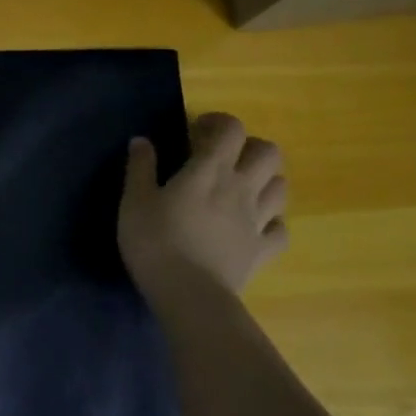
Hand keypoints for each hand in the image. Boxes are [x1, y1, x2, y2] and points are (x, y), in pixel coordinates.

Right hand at [118, 113, 288, 296]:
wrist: (188, 293)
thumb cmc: (155, 242)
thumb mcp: (134, 201)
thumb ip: (140, 167)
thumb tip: (141, 140)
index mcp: (210, 170)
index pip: (231, 129)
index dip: (218, 122)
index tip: (197, 131)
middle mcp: (242, 188)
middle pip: (268, 152)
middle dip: (249, 147)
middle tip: (224, 158)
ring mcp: (257, 220)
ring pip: (281, 186)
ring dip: (264, 180)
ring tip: (241, 189)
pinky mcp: (263, 250)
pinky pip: (280, 230)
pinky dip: (271, 223)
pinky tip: (253, 226)